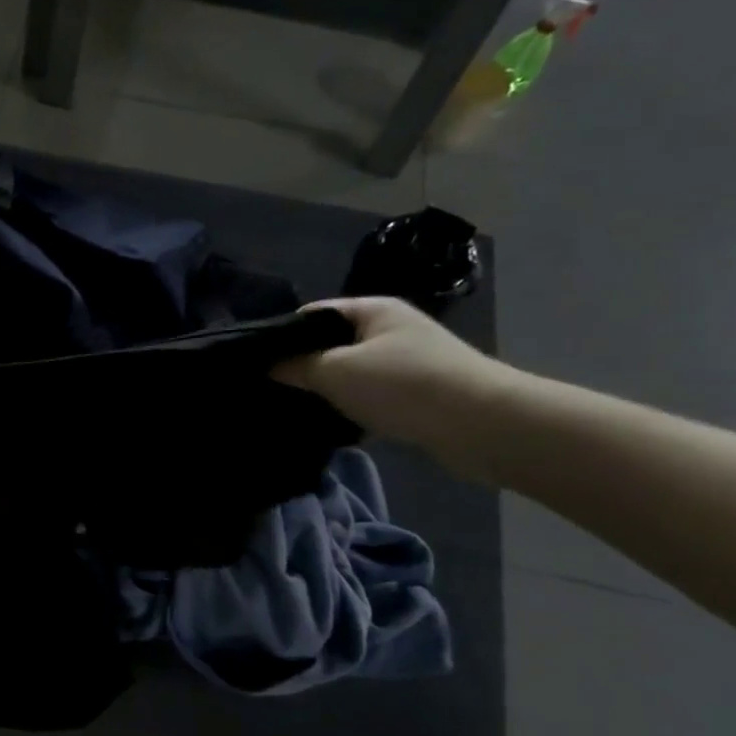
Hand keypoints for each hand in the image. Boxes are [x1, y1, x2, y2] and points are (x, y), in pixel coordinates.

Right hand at [272, 298, 517, 468]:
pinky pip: (370, 396)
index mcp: (372, 310)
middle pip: (332, 344)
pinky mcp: (416, 394)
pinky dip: (351, 408)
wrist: (480, 424)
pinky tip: (330, 425)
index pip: (314, 314)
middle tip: (269, 389)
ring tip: (293, 409)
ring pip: (351, 373)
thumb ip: (297, 366)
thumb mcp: (336, 372)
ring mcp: (406, 362)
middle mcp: (391, 329)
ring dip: (328, 391)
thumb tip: (267, 365)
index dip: (282, 334)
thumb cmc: (402, 385)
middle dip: (303, 366)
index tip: (254, 361)